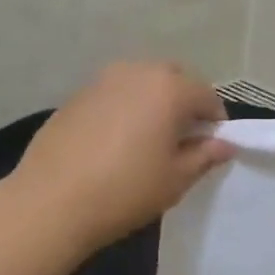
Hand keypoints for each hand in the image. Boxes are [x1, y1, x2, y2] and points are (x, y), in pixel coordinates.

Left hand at [11, 61, 235, 252]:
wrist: (51, 201)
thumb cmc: (125, 190)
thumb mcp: (175, 179)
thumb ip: (204, 156)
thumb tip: (223, 144)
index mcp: (169, 88)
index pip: (206, 96)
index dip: (215, 121)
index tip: (211, 147)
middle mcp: (136, 72)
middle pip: (172, 80)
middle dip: (183, 104)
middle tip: (180, 142)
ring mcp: (101, 81)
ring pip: (140, 84)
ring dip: (152, 104)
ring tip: (147, 141)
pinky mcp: (75, 96)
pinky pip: (113, 95)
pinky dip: (123, 110)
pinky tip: (114, 143)